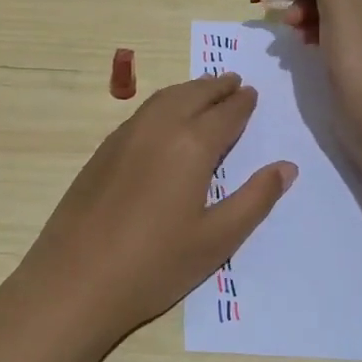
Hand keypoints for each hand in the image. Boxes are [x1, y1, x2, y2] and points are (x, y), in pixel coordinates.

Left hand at [7, 73, 296, 349]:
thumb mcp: (217, 240)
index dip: (241, 103)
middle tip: (234, 81)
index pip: (224, 114)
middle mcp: (157, 129)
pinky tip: (165, 119)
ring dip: (188, 90)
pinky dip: (163, 104)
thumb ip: (254, 199)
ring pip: (163, 99)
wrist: (75, 281)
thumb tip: (287, 167)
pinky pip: (141, 113)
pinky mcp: (102, 152)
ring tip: (204, 90)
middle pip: (192, 96)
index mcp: (190, 146)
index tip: (252, 93)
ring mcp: (124, 137)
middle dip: (216, 86)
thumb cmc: (155, 265)